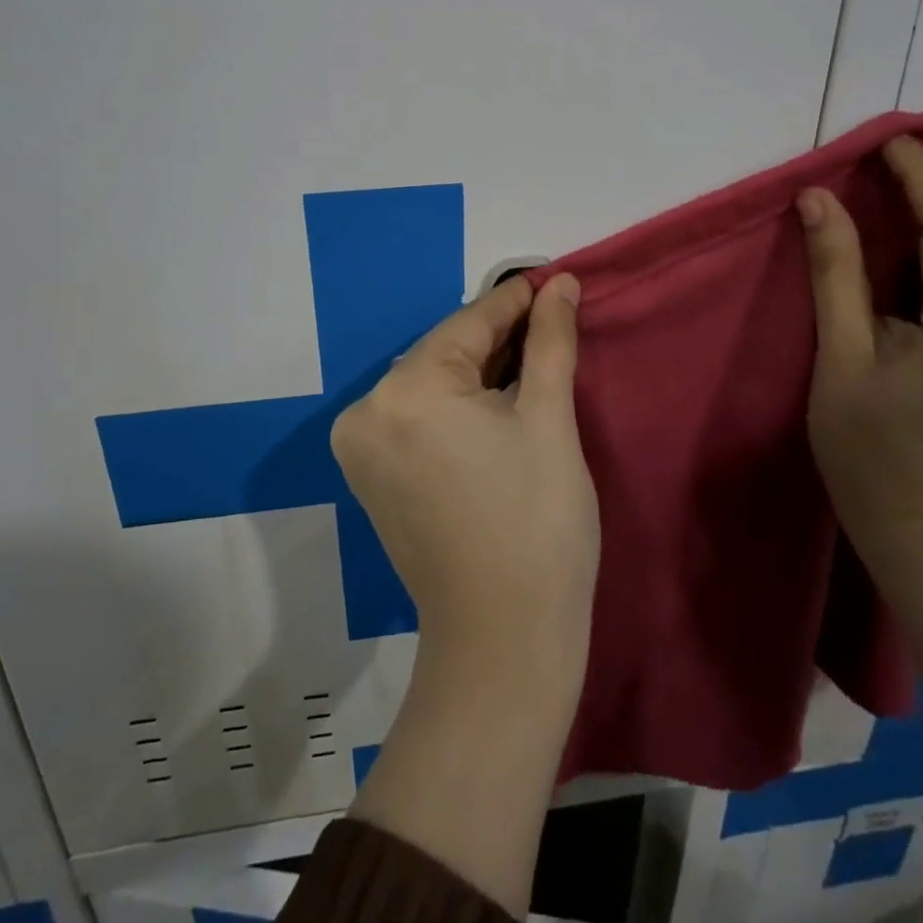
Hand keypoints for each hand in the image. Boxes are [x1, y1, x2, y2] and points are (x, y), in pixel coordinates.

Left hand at [332, 273, 597, 683]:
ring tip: (533, 357)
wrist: (503, 642)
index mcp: (406, 391)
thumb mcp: (550, 420)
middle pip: (445, 352)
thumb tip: (562, 284)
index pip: (470, 324)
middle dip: (498, 338)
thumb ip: (550, 341)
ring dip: (478, 370)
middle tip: (552, 321)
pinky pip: (416, 416)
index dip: (517, 301)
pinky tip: (495, 400)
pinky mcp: (368, 475)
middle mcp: (366, 410)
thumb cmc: (537, 523)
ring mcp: (360, 446)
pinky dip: (454, 403)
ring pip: (430, 382)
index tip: (554, 280)